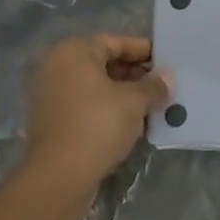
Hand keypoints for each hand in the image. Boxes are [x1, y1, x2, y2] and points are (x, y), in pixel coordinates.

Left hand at [21, 35, 169, 205]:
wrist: (58, 177)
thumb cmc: (97, 125)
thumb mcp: (133, 102)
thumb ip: (153, 85)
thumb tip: (168, 76)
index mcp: (73, 52)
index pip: (114, 42)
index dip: (142, 50)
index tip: (166, 60)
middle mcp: (57, 67)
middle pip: (104, 63)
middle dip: (135, 75)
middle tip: (162, 86)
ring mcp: (51, 95)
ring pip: (96, 87)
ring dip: (123, 95)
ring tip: (152, 106)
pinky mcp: (52, 121)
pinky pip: (86, 106)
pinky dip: (108, 110)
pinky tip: (132, 124)